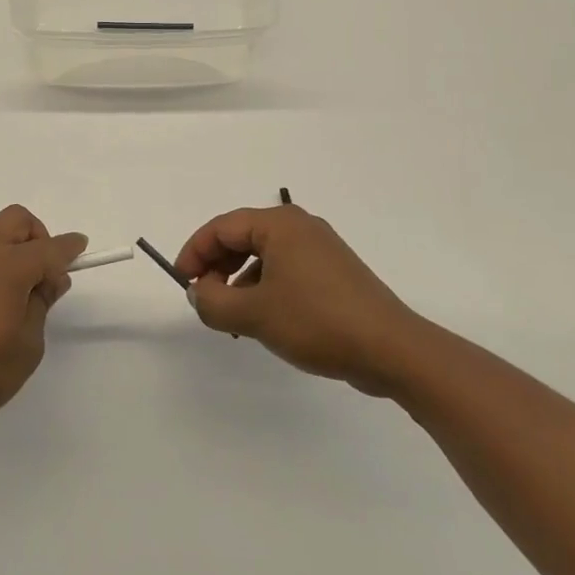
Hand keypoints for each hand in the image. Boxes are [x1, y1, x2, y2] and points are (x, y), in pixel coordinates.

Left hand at [0, 206, 86, 435]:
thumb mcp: (27, 347)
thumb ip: (41, 305)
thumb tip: (50, 279)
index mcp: (9, 267)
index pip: (50, 248)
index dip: (70, 248)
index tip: (80, 249)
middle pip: (16, 219)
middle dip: (36, 236)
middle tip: (42, 271)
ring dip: (2, 244)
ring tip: (4, 283)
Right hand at [176, 204, 427, 396]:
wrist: (392, 350)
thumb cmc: (317, 321)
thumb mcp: (253, 315)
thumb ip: (213, 302)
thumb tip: (199, 293)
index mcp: (279, 224)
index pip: (222, 227)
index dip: (195, 253)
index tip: (182, 283)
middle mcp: (300, 227)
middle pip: (242, 238)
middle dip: (217, 267)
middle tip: (204, 298)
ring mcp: (320, 250)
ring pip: (263, 257)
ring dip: (239, 282)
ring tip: (232, 317)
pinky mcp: (334, 274)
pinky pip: (286, 271)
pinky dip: (265, 289)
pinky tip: (264, 321)